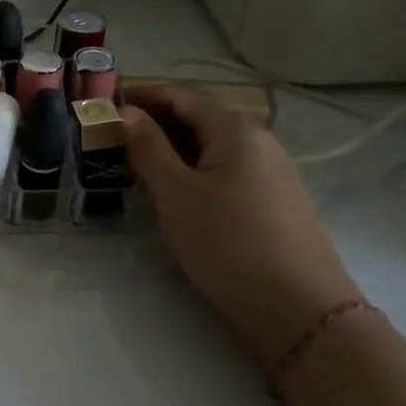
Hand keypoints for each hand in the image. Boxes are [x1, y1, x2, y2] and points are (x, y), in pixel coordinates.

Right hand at [122, 84, 362, 363]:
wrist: (302, 310)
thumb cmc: (228, 242)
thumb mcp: (174, 192)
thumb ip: (147, 146)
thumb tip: (126, 112)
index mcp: (234, 129)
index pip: (179, 95)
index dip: (139, 96)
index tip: (103, 109)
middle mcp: (259, 140)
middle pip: (198, 116)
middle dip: (153, 123)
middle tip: (113, 141)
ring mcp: (274, 170)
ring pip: (212, 145)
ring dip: (172, 147)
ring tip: (137, 167)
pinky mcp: (278, 199)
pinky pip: (228, 168)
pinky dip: (195, 168)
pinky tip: (178, 193)